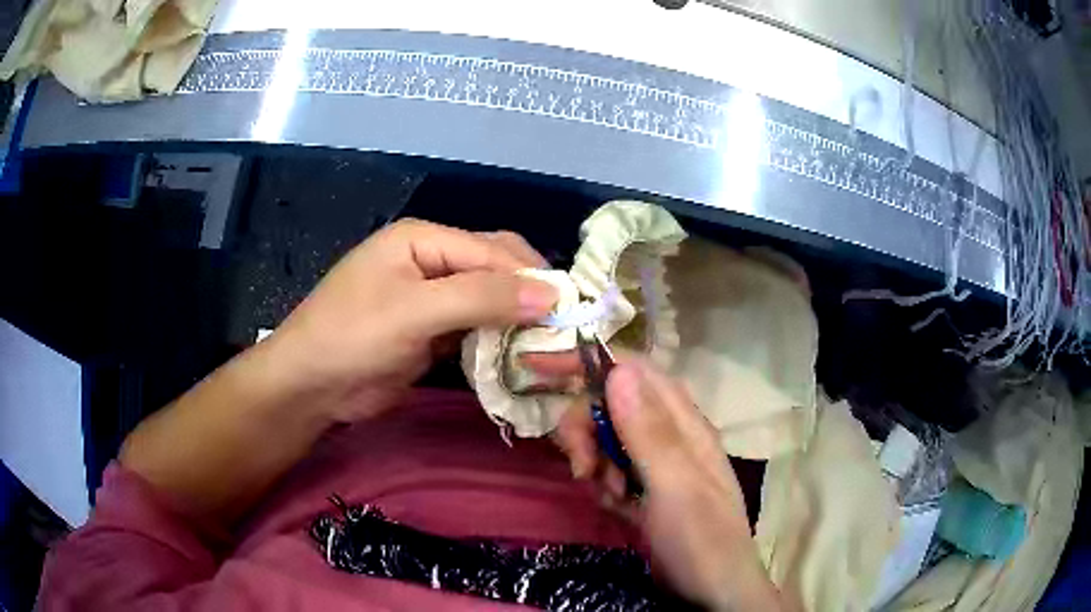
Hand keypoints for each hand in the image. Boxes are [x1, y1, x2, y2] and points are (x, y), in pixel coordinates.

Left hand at [268, 219, 558, 421]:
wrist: (311, 386)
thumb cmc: (353, 337)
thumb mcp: (414, 311)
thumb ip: (480, 298)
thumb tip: (551, 293)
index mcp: (424, 238)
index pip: (492, 250)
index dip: (530, 278)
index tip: (568, 312)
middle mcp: (432, 260)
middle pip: (495, 269)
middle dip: (527, 295)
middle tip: (562, 328)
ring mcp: (433, 298)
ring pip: (490, 301)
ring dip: (517, 320)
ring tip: (550, 344)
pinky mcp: (434, 331)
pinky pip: (477, 328)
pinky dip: (499, 341)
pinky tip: (520, 356)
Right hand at [527, 355, 787, 610]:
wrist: (713, 591)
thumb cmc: (701, 539)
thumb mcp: (674, 488)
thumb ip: (648, 432)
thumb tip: (617, 371)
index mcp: (684, 422)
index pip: (633, 371)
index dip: (589, 362)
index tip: (540, 368)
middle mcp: (670, 434)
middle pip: (611, 405)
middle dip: (587, 430)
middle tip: (582, 466)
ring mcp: (657, 462)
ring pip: (607, 439)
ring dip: (595, 463)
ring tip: (610, 495)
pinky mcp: (644, 488)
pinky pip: (609, 470)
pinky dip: (603, 485)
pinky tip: (616, 507)